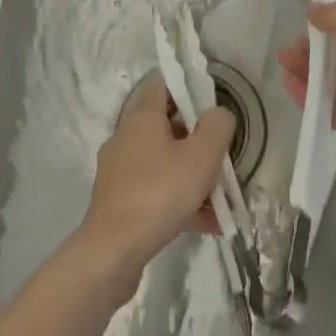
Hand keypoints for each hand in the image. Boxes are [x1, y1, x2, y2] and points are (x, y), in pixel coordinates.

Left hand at [77, 75, 233, 288]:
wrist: (113, 251)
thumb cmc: (160, 193)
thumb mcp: (202, 155)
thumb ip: (217, 126)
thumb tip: (218, 114)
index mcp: (142, 117)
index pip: (163, 83)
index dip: (188, 84)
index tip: (212, 98)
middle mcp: (126, 137)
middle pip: (166, 125)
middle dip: (197, 137)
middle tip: (222, 151)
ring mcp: (121, 171)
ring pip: (164, 162)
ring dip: (192, 174)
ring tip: (222, 197)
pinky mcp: (120, 201)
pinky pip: (157, 190)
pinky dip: (180, 200)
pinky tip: (207, 223)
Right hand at [279, 1, 335, 201]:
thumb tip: (313, 9)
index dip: (333, 17)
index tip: (306, 16)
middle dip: (316, 45)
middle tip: (290, 45)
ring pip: (333, 78)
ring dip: (308, 69)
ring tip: (283, 62)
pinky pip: (329, 106)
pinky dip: (309, 96)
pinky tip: (289, 86)